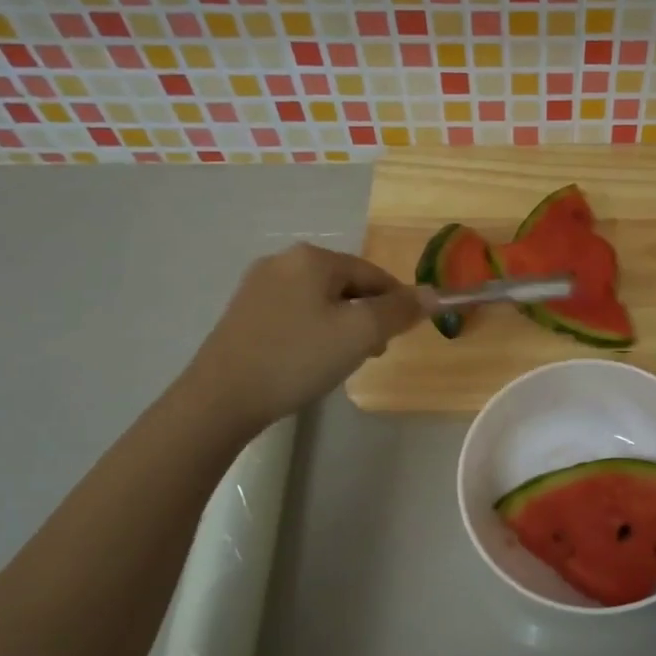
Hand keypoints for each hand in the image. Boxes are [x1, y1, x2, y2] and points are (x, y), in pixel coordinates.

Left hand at [184, 243, 426, 432]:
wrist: (221, 398)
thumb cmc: (297, 358)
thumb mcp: (360, 334)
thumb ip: (400, 310)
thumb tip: (433, 294)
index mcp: (312, 258)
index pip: (373, 274)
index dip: (395, 304)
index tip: (399, 338)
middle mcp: (283, 261)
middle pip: (346, 285)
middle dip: (366, 316)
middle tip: (370, 353)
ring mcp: (258, 285)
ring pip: (320, 300)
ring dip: (341, 326)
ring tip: (340, 361)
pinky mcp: (243, 312)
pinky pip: (295, 312)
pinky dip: (313, 331)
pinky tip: (308, 359)